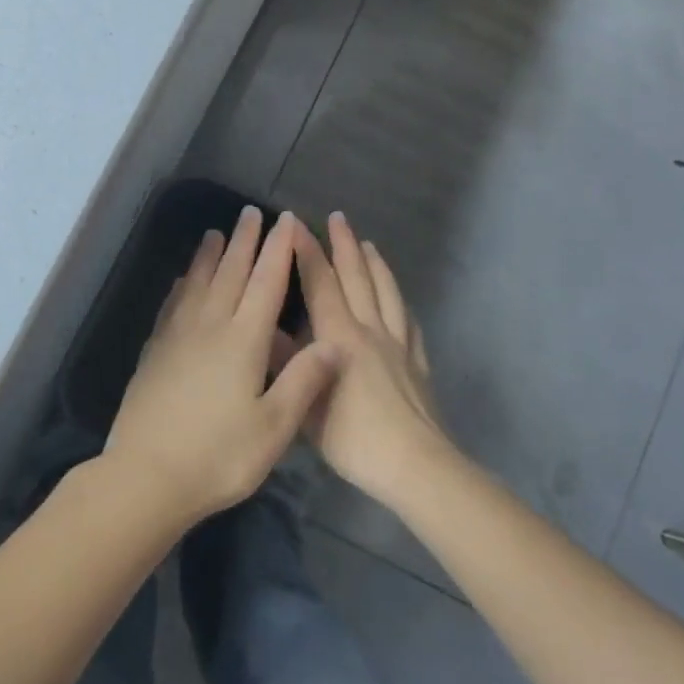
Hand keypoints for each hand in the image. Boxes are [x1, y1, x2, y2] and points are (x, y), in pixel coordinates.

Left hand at [105, 207, 343, 526]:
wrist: (147, 475)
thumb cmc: (220, 456)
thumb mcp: (274, 427)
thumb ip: (304, 381)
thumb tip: (334, 342)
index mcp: (243, 341)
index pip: (266, 283)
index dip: (279, 250)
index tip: (287, 220)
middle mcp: (210, 326)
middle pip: (230, 273)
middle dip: (244, 241)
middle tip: (251, 212)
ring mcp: (177, 337)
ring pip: (197, 283)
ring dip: (209, 256)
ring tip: (215, 233)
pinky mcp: (155, 352)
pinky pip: (172, 306)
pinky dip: (181, 286)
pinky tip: (182, 281)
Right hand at [294, 213, 454, 507]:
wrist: (415, 466)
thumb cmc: (353, 438)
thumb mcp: (306, 405)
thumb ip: (288, 363)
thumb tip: (265, 330)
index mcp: (339, 337)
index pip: (320, 283)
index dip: (306, 251)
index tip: (295, 224)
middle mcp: (370, 330)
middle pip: (357, 278)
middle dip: (345, 245)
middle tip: (338, 217)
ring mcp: (399, 345)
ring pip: (387, 293)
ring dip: (376, 264)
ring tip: (369, 244)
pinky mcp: (418, 363)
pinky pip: (410, 324)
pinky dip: (401, 303)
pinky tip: (400, 301)